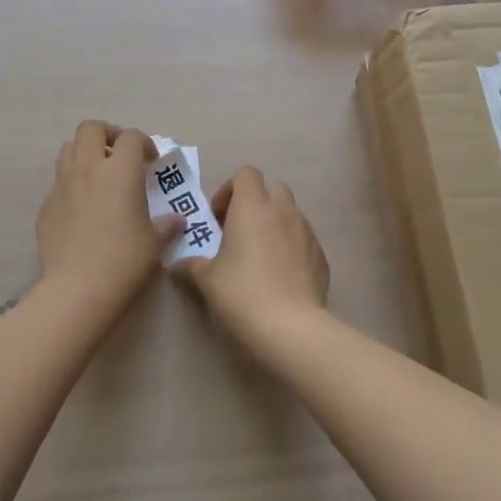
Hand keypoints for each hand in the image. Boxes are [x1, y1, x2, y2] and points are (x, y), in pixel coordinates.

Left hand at [36, 121, 180, 308]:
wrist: (78, 290)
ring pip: (68, 150)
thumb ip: (166, 225)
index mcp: (120, 170)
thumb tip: (177, 221)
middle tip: (120, 156)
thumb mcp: (155, 243)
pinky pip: (58, 183)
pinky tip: (82, 210)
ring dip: (85, 154)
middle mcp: (88, 168)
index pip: (131, 137)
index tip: (151, 162)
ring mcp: (62, 186)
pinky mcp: (45, 207)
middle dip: (107, 135)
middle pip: (91, 129)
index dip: (144, 143)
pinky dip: (71, 185)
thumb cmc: (126, 260)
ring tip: (99, 176)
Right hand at [173, 166, 328, 344]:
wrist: (290, 327)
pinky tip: (281, 275)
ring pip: (290, 213)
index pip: (246, 173)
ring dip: (275, 223)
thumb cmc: (242, 294)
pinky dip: (292, 246)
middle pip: (272, 188)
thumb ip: (192, 265)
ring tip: (261, 255)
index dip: (230, 189)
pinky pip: (304, 239)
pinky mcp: (321, 255)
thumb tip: (178, 264)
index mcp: (252, 206)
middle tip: (239, 231)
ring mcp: (306, 231)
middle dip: (256, 203)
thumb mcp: (207, 280)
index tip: (218, 217)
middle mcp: (283, 210)